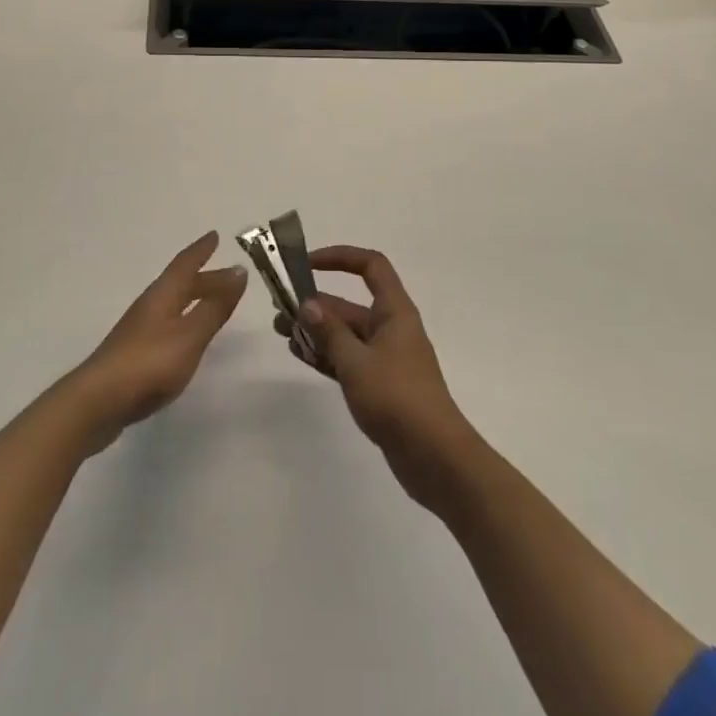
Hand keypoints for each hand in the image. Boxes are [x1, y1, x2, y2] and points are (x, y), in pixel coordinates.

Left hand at [72, 232, 247, 450]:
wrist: (98, 402)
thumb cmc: (149, 363)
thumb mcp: (190, 335)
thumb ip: (214, 307)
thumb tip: (238, 271)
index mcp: (162, 295)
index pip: (185, 264)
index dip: (201, 250)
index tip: (214, 235)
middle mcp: (149, 306)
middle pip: (180, 284)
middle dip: (205, 278)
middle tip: (230, 276)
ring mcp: (139, 330)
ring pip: (173, 304)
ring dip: (195, 299)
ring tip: (214, 303)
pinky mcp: (134, 354)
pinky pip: (167, 324)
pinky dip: (184, 320)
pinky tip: (188, 336)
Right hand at [274, 246, 477, 510]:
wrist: (435, 458)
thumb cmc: (397, 398)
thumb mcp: (356, 362)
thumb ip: (329, 332)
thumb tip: (307, 304)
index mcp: (394, 311)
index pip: (370, 266)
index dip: (340, 257)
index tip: (307, 264)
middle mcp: (391, 327)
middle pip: (351, 303)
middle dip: (316, 303)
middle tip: (280, 310)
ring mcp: (386, 357)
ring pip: (346, 333)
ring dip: (316, 331)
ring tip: (282, 332)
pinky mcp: (380, 384)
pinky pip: (348, 358)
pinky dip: (326, 354)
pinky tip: (300, 355)